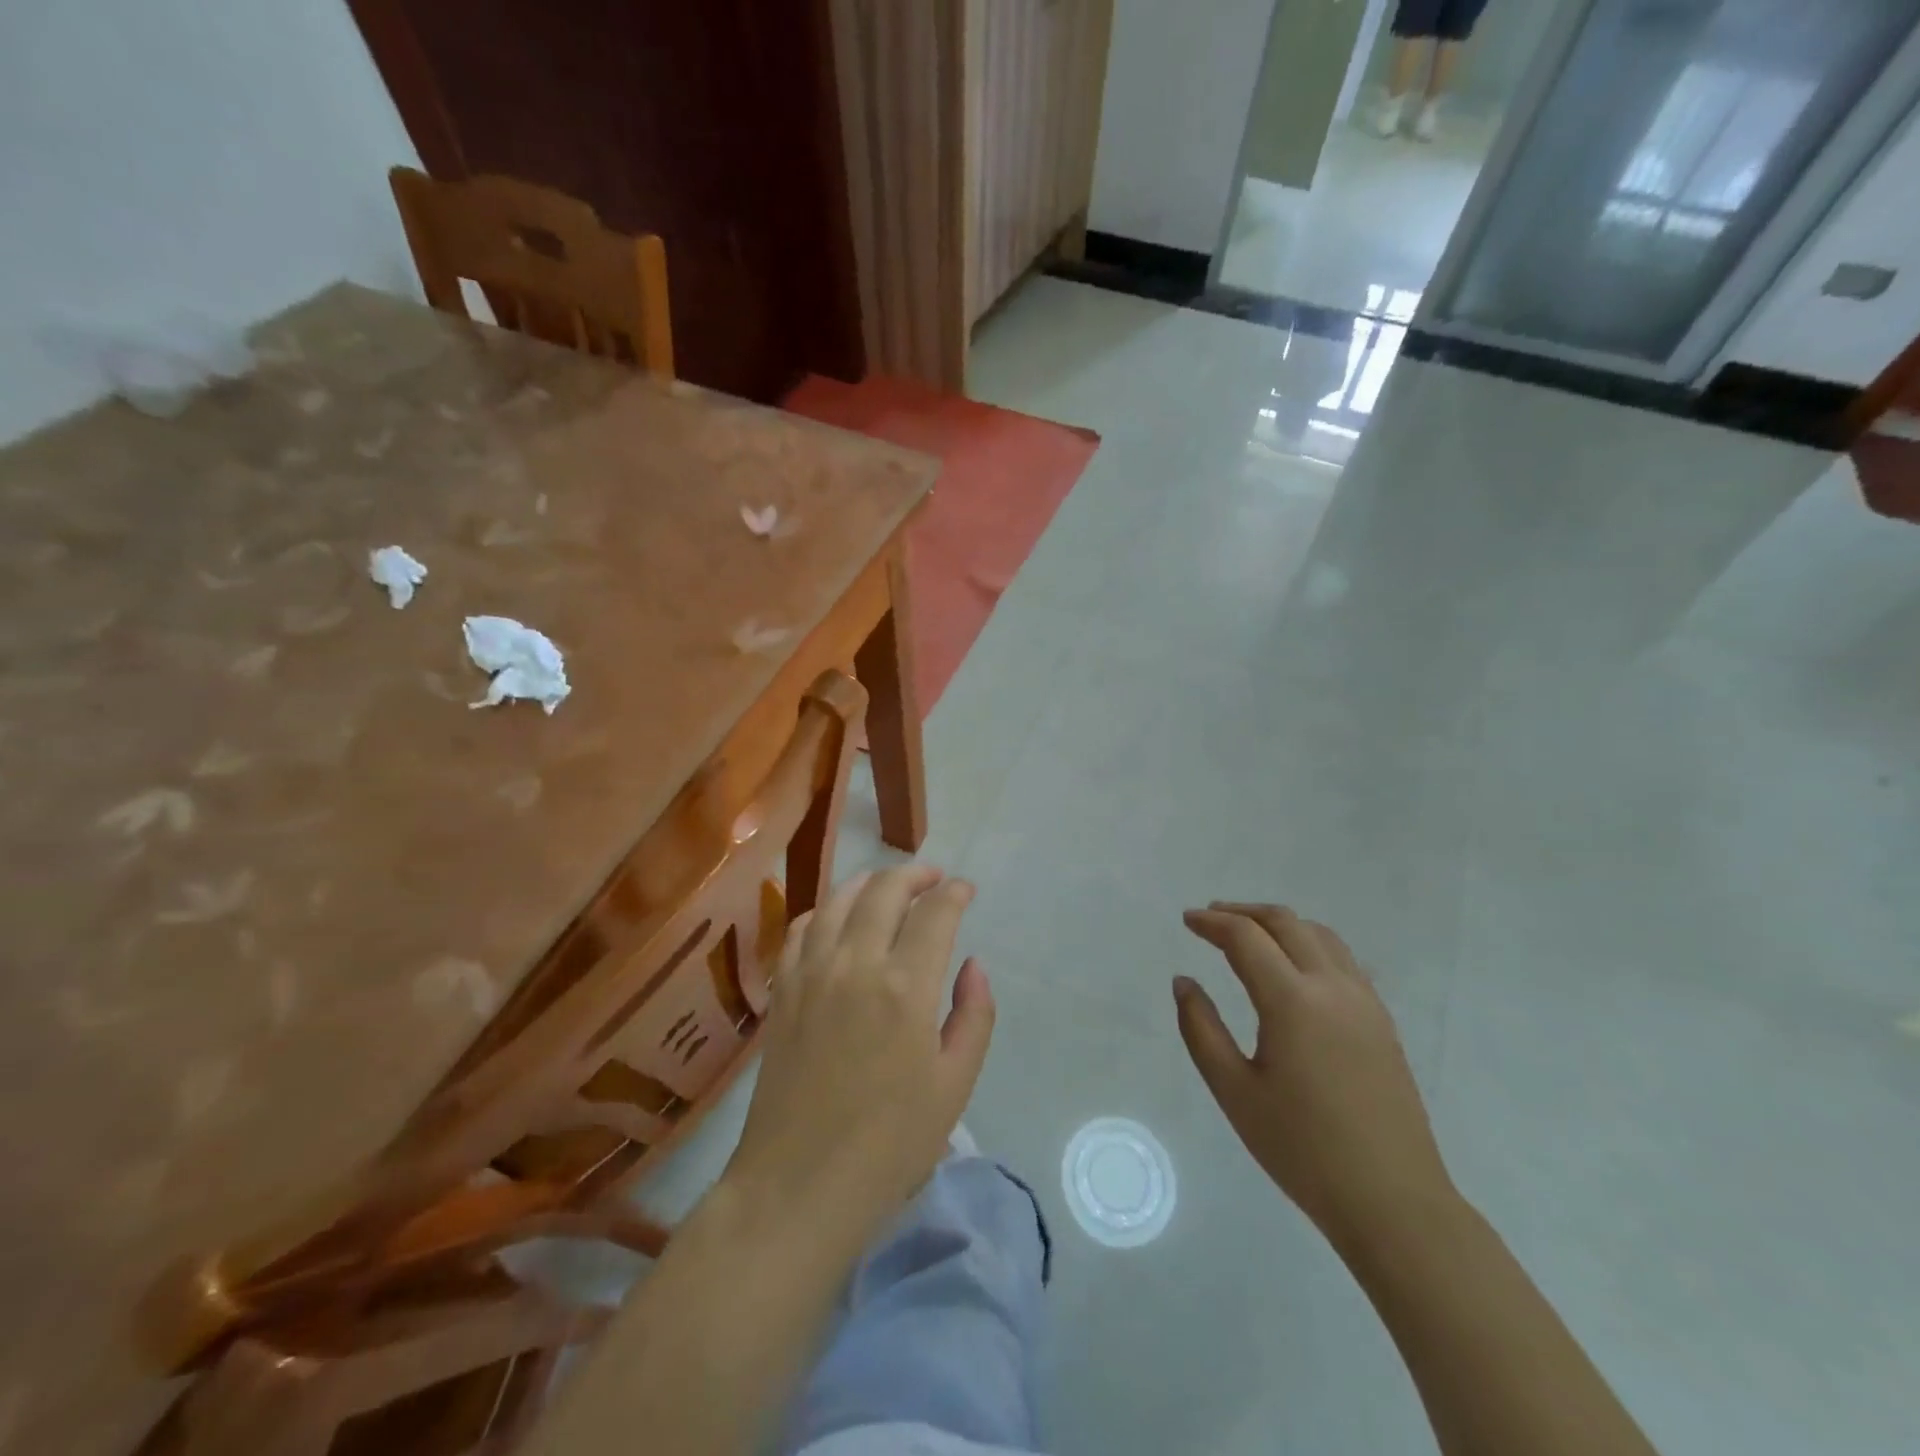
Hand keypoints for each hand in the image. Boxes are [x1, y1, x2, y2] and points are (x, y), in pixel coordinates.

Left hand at [726, 866, 994, 1240]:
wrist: (799, 1186)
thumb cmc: (890, 1145)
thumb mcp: (955, 1085)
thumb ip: (973, 1015)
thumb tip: (972, 964)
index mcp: (906, 987)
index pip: (935, 913)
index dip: (955, 893)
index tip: (966, 891)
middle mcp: (856, 964)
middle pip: (884, 890)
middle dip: (914, 874)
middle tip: (933, 880)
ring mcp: (811, 973)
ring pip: (839, 899)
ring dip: (869, 882)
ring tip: (889, 887)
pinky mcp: (782, 990)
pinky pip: (801, 928)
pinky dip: (826, 909)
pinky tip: (838, 918)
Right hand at [1174, 902, 1454, 1248]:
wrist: (1393, 1202)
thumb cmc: (1302, 1149)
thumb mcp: (1234, 1091)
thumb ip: (1201, 1029)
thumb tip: (1184, 982)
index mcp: (1292, 1002)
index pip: (1246, 938)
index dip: (1212, 923)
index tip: (1187, 920)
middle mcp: (1332, 987)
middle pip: (1285, 923)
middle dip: (1243, 912)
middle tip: (1210, 918)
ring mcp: (1364, 1002)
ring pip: (1319, 934)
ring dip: (1279, 924)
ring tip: (1249, 934)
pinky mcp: (1382, 1021)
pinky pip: (1343, 959)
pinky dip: (1309, 943)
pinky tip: (1295, 966)